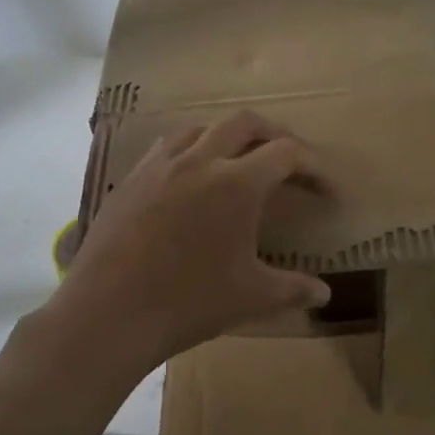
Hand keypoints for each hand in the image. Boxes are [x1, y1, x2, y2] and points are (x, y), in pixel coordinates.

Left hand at [52, 111, 332, 375]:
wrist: (110, 312)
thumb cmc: (188, 302)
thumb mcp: (250, 297)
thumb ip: (293, 289)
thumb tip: (325, 293)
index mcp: (237, 184)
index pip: (286, 153)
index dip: (314, 167)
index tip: (324, 190)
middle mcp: (199, 160)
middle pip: (245, 122)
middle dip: (273, 134)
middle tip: (287, 161)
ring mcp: (159, 166)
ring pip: (201, 128)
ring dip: (228, 137)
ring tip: (237, 163)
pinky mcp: (130, 179)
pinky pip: (166, 148)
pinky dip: (189, 152)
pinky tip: (188, 180)